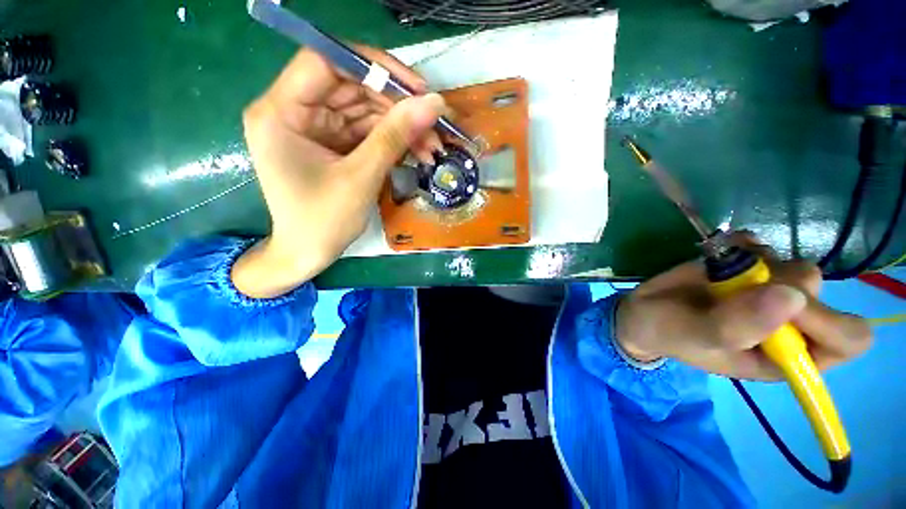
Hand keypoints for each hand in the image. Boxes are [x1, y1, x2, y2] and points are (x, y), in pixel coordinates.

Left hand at [234, 47, 446, 296]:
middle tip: (434, 124)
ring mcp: (315, 128)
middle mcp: (294, 111)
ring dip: (402, 127)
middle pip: (351, 87)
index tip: (415, 88)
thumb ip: (395, 137)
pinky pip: (367, 132)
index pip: (325, 62)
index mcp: (281, 113)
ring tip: (433, 146)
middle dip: (397, 106)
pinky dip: (394, 141)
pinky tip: (418, 152)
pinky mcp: (332, 144)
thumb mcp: (361, 178)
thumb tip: (433, 104)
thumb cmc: (323, 222)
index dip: (373, 67)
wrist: (308, 254)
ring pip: (365, 111)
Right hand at [615, 233, 871, 379]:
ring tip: (719, 274)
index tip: (784, 305)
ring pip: (792, 265)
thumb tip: (793, 296)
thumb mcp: (696, 337)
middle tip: (737, 286)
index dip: (828, 321)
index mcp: (786, 356)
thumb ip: (738, 326)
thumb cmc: (668, 332)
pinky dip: (742, 244)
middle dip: (779, 284)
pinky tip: (717, 255)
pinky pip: (763, 245)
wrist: (641, 311)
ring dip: (757, 264)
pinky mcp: (746, 268)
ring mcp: (767, 291)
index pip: (847, 339)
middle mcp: (787, 322)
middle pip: (818, 292)